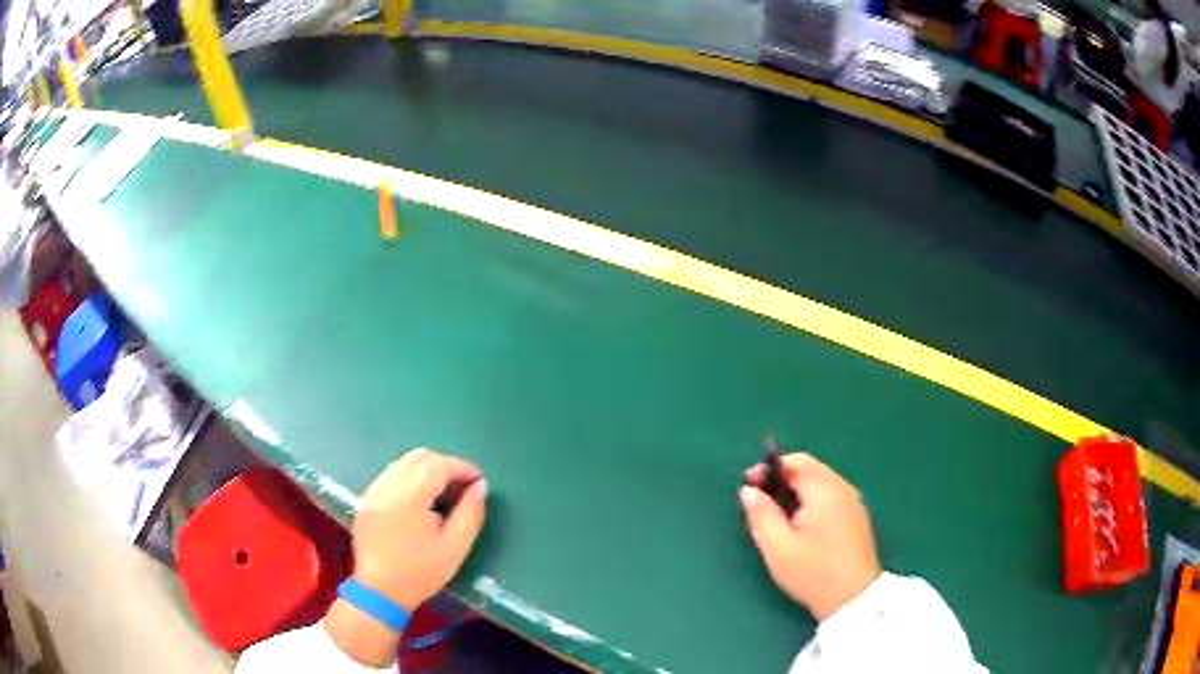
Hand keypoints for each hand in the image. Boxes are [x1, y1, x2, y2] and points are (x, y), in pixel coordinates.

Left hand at [326, 449, 486, 665]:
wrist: (380, 592)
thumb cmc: (421, 572)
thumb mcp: (455, 547)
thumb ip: (470, 513)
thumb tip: (480, 486)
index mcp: (408, 496)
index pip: (437, 465)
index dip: (461, 467)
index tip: (478, 481)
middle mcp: (386, 485)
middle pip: (418, 457)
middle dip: (444, 465)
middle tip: (462, 486)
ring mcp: (372, 491)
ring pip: (402, 464)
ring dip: (426, 471)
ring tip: (443, 494)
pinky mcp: (365, 500)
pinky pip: (390, 476)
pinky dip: (409, 479)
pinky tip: (420, 502)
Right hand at [740, 452, 880, 620]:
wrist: (853, 598)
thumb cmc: (813, 572)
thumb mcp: (777, 547)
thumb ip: (760, 514)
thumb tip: (749, 491)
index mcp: (823, 490)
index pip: (796, 462)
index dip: (769, 469)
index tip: (750, 486)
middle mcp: (842, 488)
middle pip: (809, 470)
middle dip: (782, 480)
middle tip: (761, 503)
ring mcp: (853, 502)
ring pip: (820, 484)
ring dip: (797, 492)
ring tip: (778, 518)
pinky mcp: (857, 517)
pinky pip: (830, 497)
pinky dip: (812, 502)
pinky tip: (802, 528)